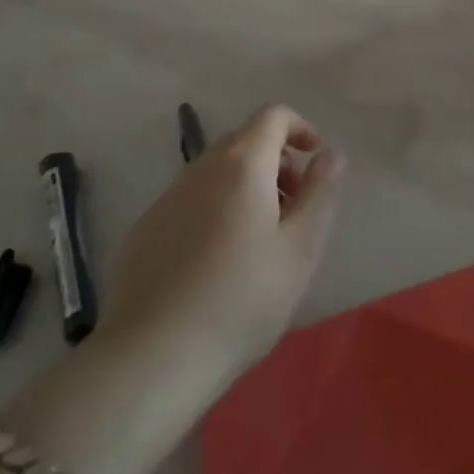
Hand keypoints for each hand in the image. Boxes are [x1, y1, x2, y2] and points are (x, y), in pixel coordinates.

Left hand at [98, 104, 343, 397]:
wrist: (153, 358)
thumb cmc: (242, 300)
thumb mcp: (301, 248)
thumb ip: (321, 191)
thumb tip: (330, 154)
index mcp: (242, 164)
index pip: (273, 115)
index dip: (300, 128)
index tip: (314, 162)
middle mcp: (200, 168)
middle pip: (244, 141)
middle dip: (275, 161)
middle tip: (293, 208)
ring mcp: (167, 198)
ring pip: (215, 172)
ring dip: (244, 186)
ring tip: (258, 240)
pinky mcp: (144, 230)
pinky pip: (189, 201)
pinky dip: (213, 209)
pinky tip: (216, 263)